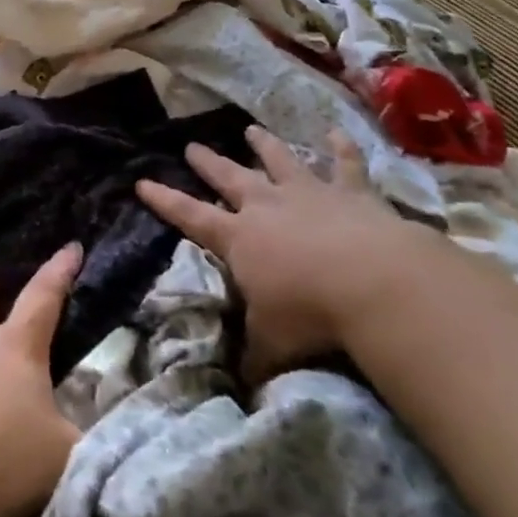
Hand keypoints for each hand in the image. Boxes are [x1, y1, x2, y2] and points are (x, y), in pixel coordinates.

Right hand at [137, 126, 428, 382]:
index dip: (164, 200)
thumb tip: (242, 387)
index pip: (190, 216)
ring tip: (252, 129)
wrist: (374, 281)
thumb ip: (255, 358)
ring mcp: (309, 194)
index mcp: (239, 238)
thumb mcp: (273, 343)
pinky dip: (342, 148)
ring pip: (280, 161)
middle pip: (230, 178)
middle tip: (191, 145)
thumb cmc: (311, 313)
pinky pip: (346, 164)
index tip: (142, 181)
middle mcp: (267, 207)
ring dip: (265, 145)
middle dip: (208, 163)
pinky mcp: (351, 193)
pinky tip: (337, 132)